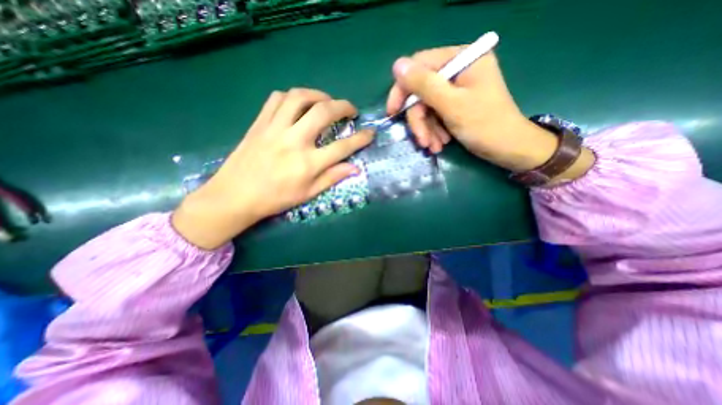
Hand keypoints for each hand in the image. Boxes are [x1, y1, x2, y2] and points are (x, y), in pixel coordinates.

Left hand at [171, 88, 368, 249]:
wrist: (235, 195)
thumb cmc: (275, 198)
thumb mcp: (308, 193)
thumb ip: (332, 177)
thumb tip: (355, 168)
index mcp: (308, 163)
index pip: (343, 147)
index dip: (361, 138)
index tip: (370, 133)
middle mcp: (295, 141)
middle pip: (324, 112)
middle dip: (344, 106)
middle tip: (351, 110)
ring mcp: (275, 128)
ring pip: (300, 97)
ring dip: (319, 95)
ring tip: (327, 102)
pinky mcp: (260, 123)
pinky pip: (277, 98)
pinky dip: (293, 96)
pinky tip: (299, 104)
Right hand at [386, 46, 595, 176]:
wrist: (508, 149)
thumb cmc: (485, 126)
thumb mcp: (452, 105)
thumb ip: (424, 85)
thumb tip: (397, 66)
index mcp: (462, 59)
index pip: (420, 66)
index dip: (403, 89)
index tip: (393, 113)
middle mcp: (458, 70)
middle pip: (422, 91)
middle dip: (420, 119)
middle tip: (422, 141)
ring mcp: (456, 89)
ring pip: (426, 107)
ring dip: (427, 129)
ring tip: (434, 147)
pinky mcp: (455, 104)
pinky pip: (435, 115)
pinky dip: (434, 131)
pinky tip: (440, 144)